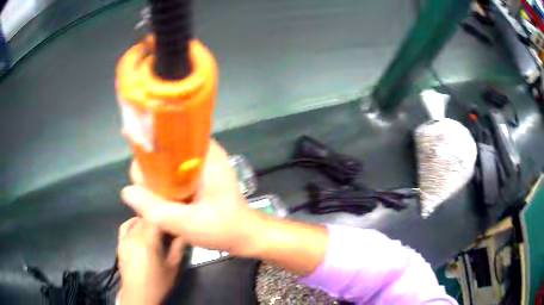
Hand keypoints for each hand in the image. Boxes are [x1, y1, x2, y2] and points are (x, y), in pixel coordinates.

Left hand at [117, 217, 184, 304]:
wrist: (139, 295)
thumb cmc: (158, 283)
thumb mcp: (173, 267)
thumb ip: (178, 248)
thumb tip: (184, 233)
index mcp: (148, 241)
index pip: (157, 219)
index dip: (167, 217)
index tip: (175, 222)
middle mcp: (134, 236)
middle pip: (146, 219)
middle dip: (158, 220)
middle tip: (168, 228)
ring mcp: (125, 239)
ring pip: (137, 222)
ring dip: (147, 222)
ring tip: (156, 228)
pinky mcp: (120, 243)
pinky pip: (125, 227)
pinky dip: (132, 223)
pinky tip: (138, 226)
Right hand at [121, 139, 260, 254]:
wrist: (244, 235)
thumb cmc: (223, 228)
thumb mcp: (187, 223)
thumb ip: (155, 209)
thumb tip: (126, 191)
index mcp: (205, 154)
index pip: (167, 138)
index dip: (148, 150)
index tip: (138, 171)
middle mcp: (203, 151)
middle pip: (165, 149)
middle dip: (150, 170)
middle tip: (148, 194)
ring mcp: (201, 162)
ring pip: (167, 162)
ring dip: (156, 178)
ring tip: (154, 199)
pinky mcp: (199, 174)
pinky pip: (173, 172)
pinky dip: (164, 183)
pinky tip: (161, 198)